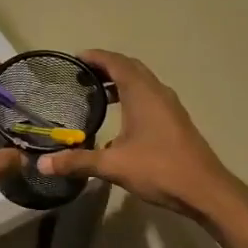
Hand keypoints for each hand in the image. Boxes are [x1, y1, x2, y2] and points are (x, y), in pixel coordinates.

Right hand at [36, 50, 247, 222]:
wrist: (205, 190)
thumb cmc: (159, 169)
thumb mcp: (113, 165)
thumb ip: (78, 162)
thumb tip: (42, 164)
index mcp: (142, 93)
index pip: (116, 62)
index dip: (95, 57)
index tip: (75, 59)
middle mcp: (157, 92)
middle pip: (130, 68)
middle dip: (106, 67)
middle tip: (81, 75)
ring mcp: (170, 106)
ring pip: (142, 82)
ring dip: (120, 82)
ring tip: (97, 94)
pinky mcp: (176, 121)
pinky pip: (150, 96)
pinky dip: (132, 96)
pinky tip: (121, 118)